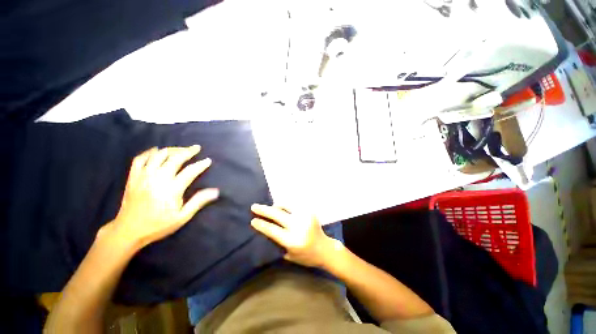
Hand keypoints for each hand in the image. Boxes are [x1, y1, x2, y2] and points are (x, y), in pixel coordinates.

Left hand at [108, 146, 218, 248]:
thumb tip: (216, 191)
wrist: (128, 231)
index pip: (190, 171)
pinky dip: (149, 152)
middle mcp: (157, 179)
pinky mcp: (133, 177)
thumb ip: (198, 202)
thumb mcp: (182, 217)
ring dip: (172, 150)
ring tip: (181, 150)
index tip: (208, 160)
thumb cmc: (158, 225)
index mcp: (171, 189)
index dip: (201, 165)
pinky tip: (156, 151)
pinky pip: (140, 159)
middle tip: (196, 148)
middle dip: (188, 151)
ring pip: (158, 156)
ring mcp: (143, 176)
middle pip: (175, 159)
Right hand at [251, 204, 336, 267]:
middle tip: (254, 206)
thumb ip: (278, 242)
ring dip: (276, 206)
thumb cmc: (306, 256)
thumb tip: (267, 227)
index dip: (261, 224)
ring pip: (286, 205)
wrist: (325, 249)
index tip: (252, 220)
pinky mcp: (310, 211)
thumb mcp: (289, 254)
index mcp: (292, 240)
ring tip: (271, 208)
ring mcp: (305, 216)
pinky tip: (283, 208)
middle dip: (264, 210)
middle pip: (277, 214)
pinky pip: (294, 205)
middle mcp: (298, 226)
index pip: (272, 230)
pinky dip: (286, 206)